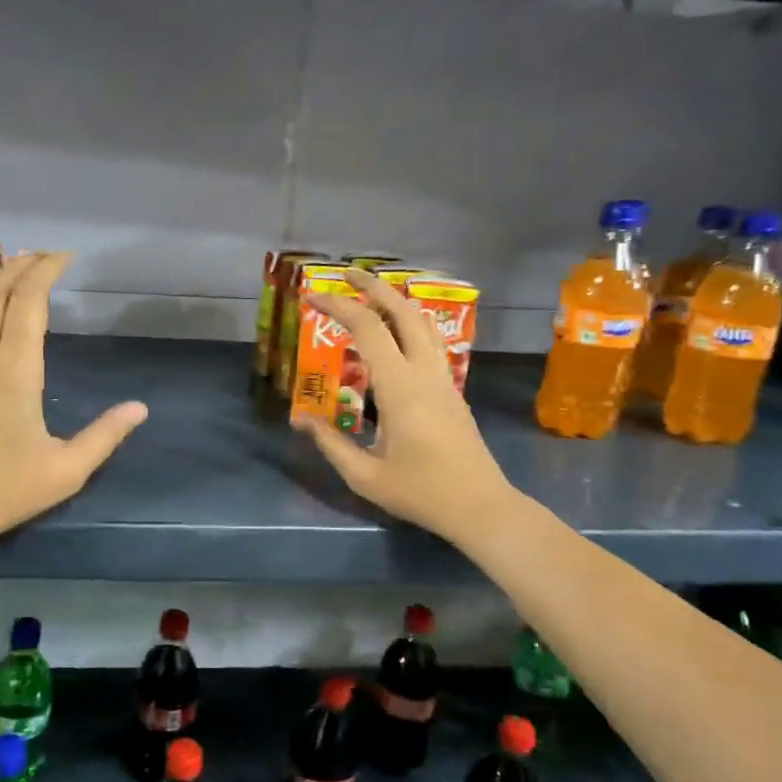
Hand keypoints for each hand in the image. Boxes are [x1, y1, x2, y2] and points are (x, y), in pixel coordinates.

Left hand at [0, 251, 147, 543]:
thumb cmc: (5, 492)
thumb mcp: (67, 470)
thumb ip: (105, 435)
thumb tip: (140, 408)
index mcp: (14, 370)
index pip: (29, 302)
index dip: (46, 271)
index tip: (65, 257)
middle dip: (21, 265)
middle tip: (44, 256)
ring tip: (14, 269)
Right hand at [294, 269, 516, 548]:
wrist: (480, 507)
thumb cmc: (420, 492)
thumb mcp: (365, 475)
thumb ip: (331, 444)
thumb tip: (301, 420)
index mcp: (400, 387)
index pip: (368, 329)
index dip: (338, 307)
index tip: (312, 297)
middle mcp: (424, 372)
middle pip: (402, 311)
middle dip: (372, 287)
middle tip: (345, 274)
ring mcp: (443, 378)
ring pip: (422, 323)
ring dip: (395, 301)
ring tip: (370, 294)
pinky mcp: (452, 389)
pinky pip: (430, 341)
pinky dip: (408, 323)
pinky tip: (395, 333)